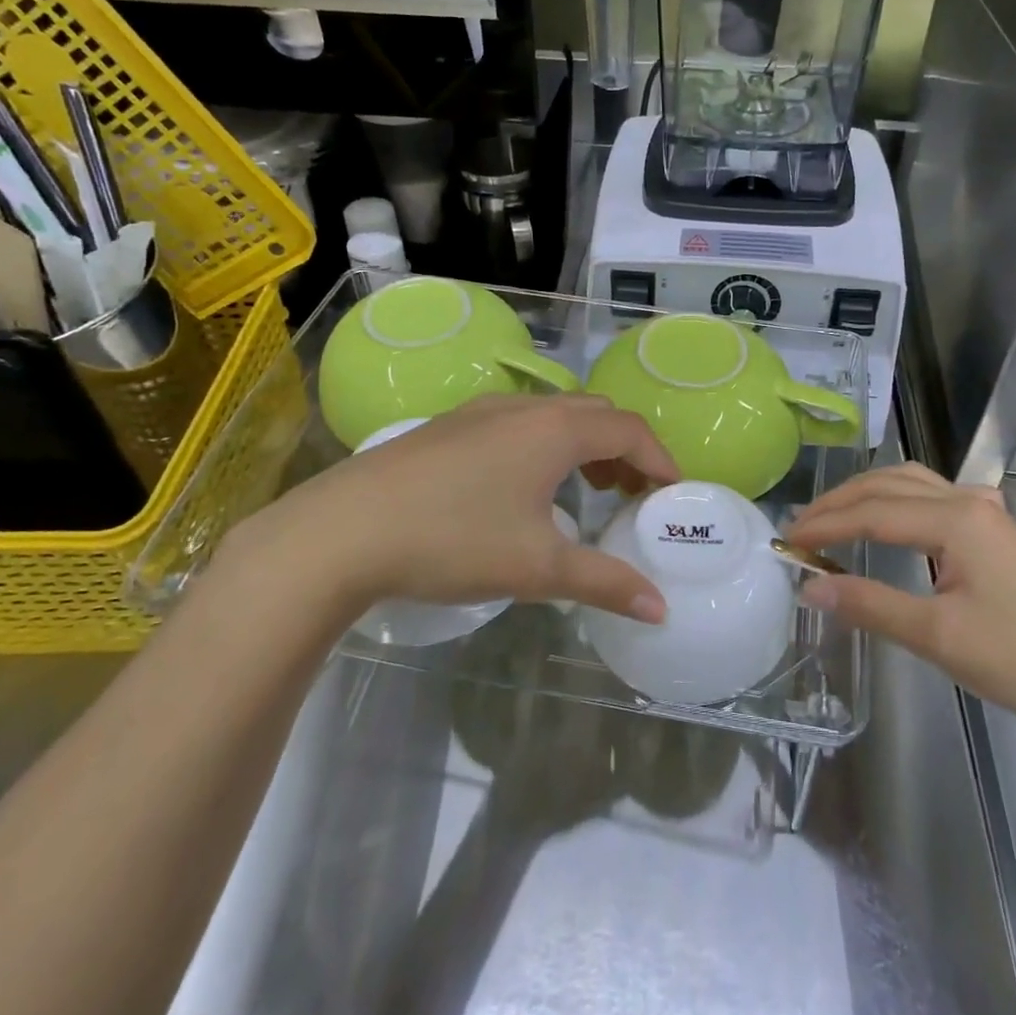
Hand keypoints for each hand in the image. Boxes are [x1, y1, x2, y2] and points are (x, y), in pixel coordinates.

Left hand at [221, 395, 677, 631]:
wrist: (342, 531)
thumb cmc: (453, 540)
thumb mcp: (537, 566)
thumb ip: (605, 582)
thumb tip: (659, 608)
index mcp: (554, 429)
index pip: (629, 429)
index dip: (659, 459)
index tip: (672, 494)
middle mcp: (523, 407)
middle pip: (596, 414)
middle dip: (625, 450)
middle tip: (633, 496)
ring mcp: (482, 411)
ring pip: (555, 415)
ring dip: (584, 446)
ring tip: (587, 491)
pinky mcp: (450, 425)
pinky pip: (520, 422)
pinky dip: (546, 445)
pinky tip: (525, 488)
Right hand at [785, 463, 1015, 748]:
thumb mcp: (940, 638)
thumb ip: (870, 605)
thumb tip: (809, 587)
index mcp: (955, 518)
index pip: (871, 512)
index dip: (824, 526)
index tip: (784, 543)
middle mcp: (969, 501)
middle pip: (887, 486)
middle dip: (838, 503)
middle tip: (799, 530)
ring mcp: (987, 514)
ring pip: (910, 484)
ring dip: (866, 496)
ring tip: (831, 520)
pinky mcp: (996, 533)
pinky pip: (931, 498)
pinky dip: (894, 502)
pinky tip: (888, 521)